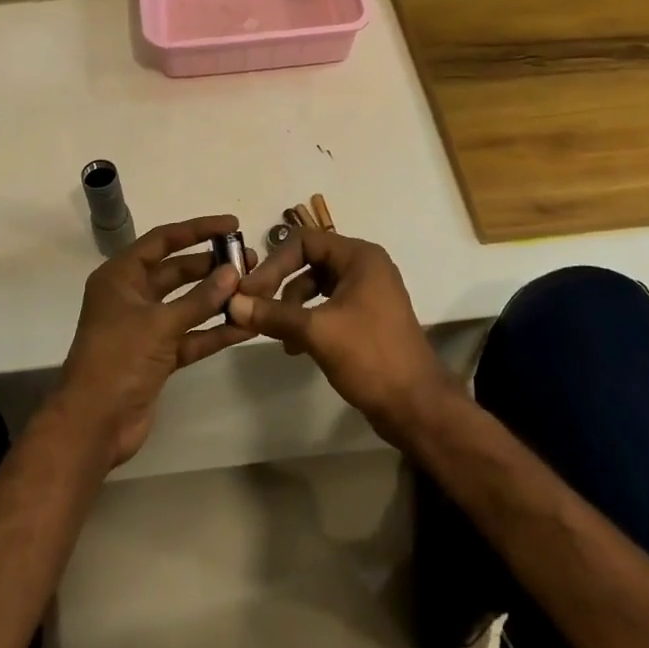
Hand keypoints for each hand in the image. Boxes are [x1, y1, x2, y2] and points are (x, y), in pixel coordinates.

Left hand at [56, 215, 256, 467]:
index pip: (163, 240)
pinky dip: (214, 331)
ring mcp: (145, 327)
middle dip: (212, 266)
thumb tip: (233, 272)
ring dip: (217, 298)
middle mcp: (132, 296)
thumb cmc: (118, 360)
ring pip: (187, 304)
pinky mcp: (157, 356)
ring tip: (254, 289)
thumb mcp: (159, 324)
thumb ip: (199, 299)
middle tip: (249, 262)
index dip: (197, 229)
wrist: (94, 425)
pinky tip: (246, 326)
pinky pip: (191, 335)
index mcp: (120, 276)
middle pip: (177, 271)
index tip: (233, 225)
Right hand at [227, 230, 455, 448]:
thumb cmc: (370, 356)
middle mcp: (365, 267)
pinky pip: (327, 307)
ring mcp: (368, 293)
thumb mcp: (316, 332)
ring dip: (292, 307)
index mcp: (360, 257)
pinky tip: (296, 347)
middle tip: (255, 310)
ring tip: (279, 337)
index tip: (250, 291)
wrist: (416, 406)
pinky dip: (308, 321)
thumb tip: (232, 304)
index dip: (274, 263)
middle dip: (281, 285)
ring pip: (316, 287)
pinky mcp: (366, 318)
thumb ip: (273, 314)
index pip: (304, 241)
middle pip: (309, 261)